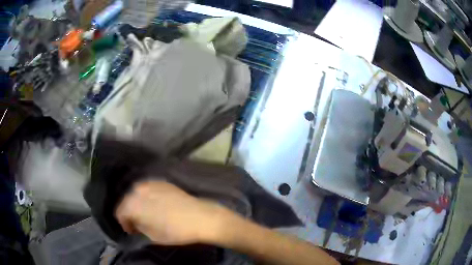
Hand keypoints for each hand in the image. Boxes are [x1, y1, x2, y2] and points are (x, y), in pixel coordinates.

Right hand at [115, 180, 229, 244]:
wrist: (200, 217)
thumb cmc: (175, 231)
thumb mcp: (152, 235)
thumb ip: (138, 226)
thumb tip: (135, 222)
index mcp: (133, 204)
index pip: (120, 212)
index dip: (123, 223)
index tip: (130, 230)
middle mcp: (139, 190)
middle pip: (127, 201)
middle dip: (129, 212)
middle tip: (137, 223)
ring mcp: (151, 183)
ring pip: (136, 193)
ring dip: (138, 203)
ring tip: (146, 214)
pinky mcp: (162, 182)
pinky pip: (148, 189)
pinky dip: (147, 197)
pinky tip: (154, 205)